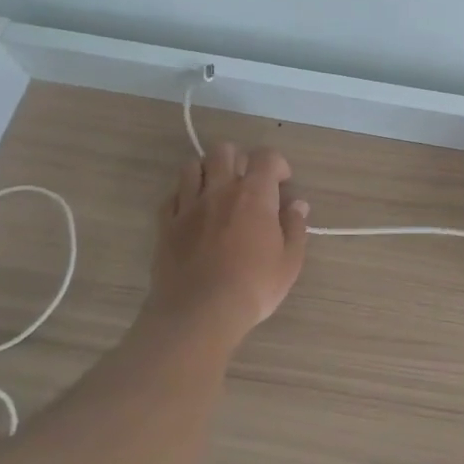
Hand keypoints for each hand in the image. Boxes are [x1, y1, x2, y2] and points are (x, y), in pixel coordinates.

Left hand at [147, 141, 309, 343]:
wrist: (199, 313)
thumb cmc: (253, 287)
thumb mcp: (289, 261)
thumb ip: (294, 227)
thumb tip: (297, 204)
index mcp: (254, 195)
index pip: (266, 157)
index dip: (277, 164)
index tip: (282, 183)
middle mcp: (219, 190)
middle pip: (224, 150)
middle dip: (239, 159)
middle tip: (247, 183)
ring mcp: (188, 206)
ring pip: (191, 166)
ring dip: (206, 172)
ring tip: (216, 191)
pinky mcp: (165, 224)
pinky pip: (171, 196)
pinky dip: (183, 197)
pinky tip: (192, 213)